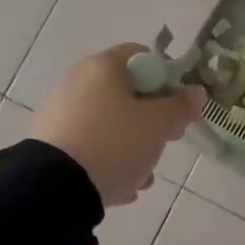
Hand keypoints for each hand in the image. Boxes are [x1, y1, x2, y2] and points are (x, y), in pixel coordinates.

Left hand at [31, 45, 203, 205]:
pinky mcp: (49, 144)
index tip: (178, 106)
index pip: (142, 56)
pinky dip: (108, 161)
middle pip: (127, 93)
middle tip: (167, 140)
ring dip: (132, 146)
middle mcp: (77, 82)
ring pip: (110, 124)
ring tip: (143, 175)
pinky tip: (119, 185)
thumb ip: (181, 106)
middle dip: (152, 119)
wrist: (54, 188)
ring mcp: (59, 114)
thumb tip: (195, 92)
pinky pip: (90, 146)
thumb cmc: (115, 142)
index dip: (167, 78)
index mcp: (102, 67)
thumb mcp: (158, 124)